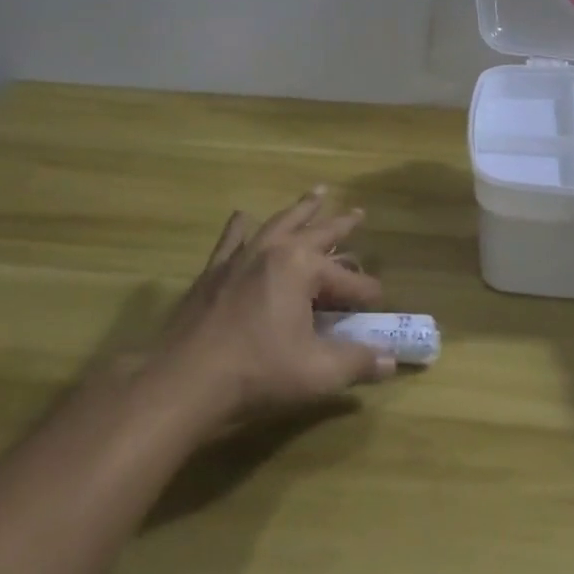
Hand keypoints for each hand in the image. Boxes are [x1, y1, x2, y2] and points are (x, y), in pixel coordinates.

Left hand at [146, 187, 395, 426]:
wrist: (183, 381)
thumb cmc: (256, 372)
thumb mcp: (317, 372)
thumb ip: (358, 363)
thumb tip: (391, 361)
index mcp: (302, 267)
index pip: (347, 279)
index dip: (366, 293)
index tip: (379, 304)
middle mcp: (273, 251)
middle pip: (316, 233)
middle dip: (340, 225)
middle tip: (359, 211)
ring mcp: (240, 257)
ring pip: (278, 224)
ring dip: (300, 210)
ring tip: (317, 192)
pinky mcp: (213, 272)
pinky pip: (232, 240)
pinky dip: (240, 227)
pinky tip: (242, 216)